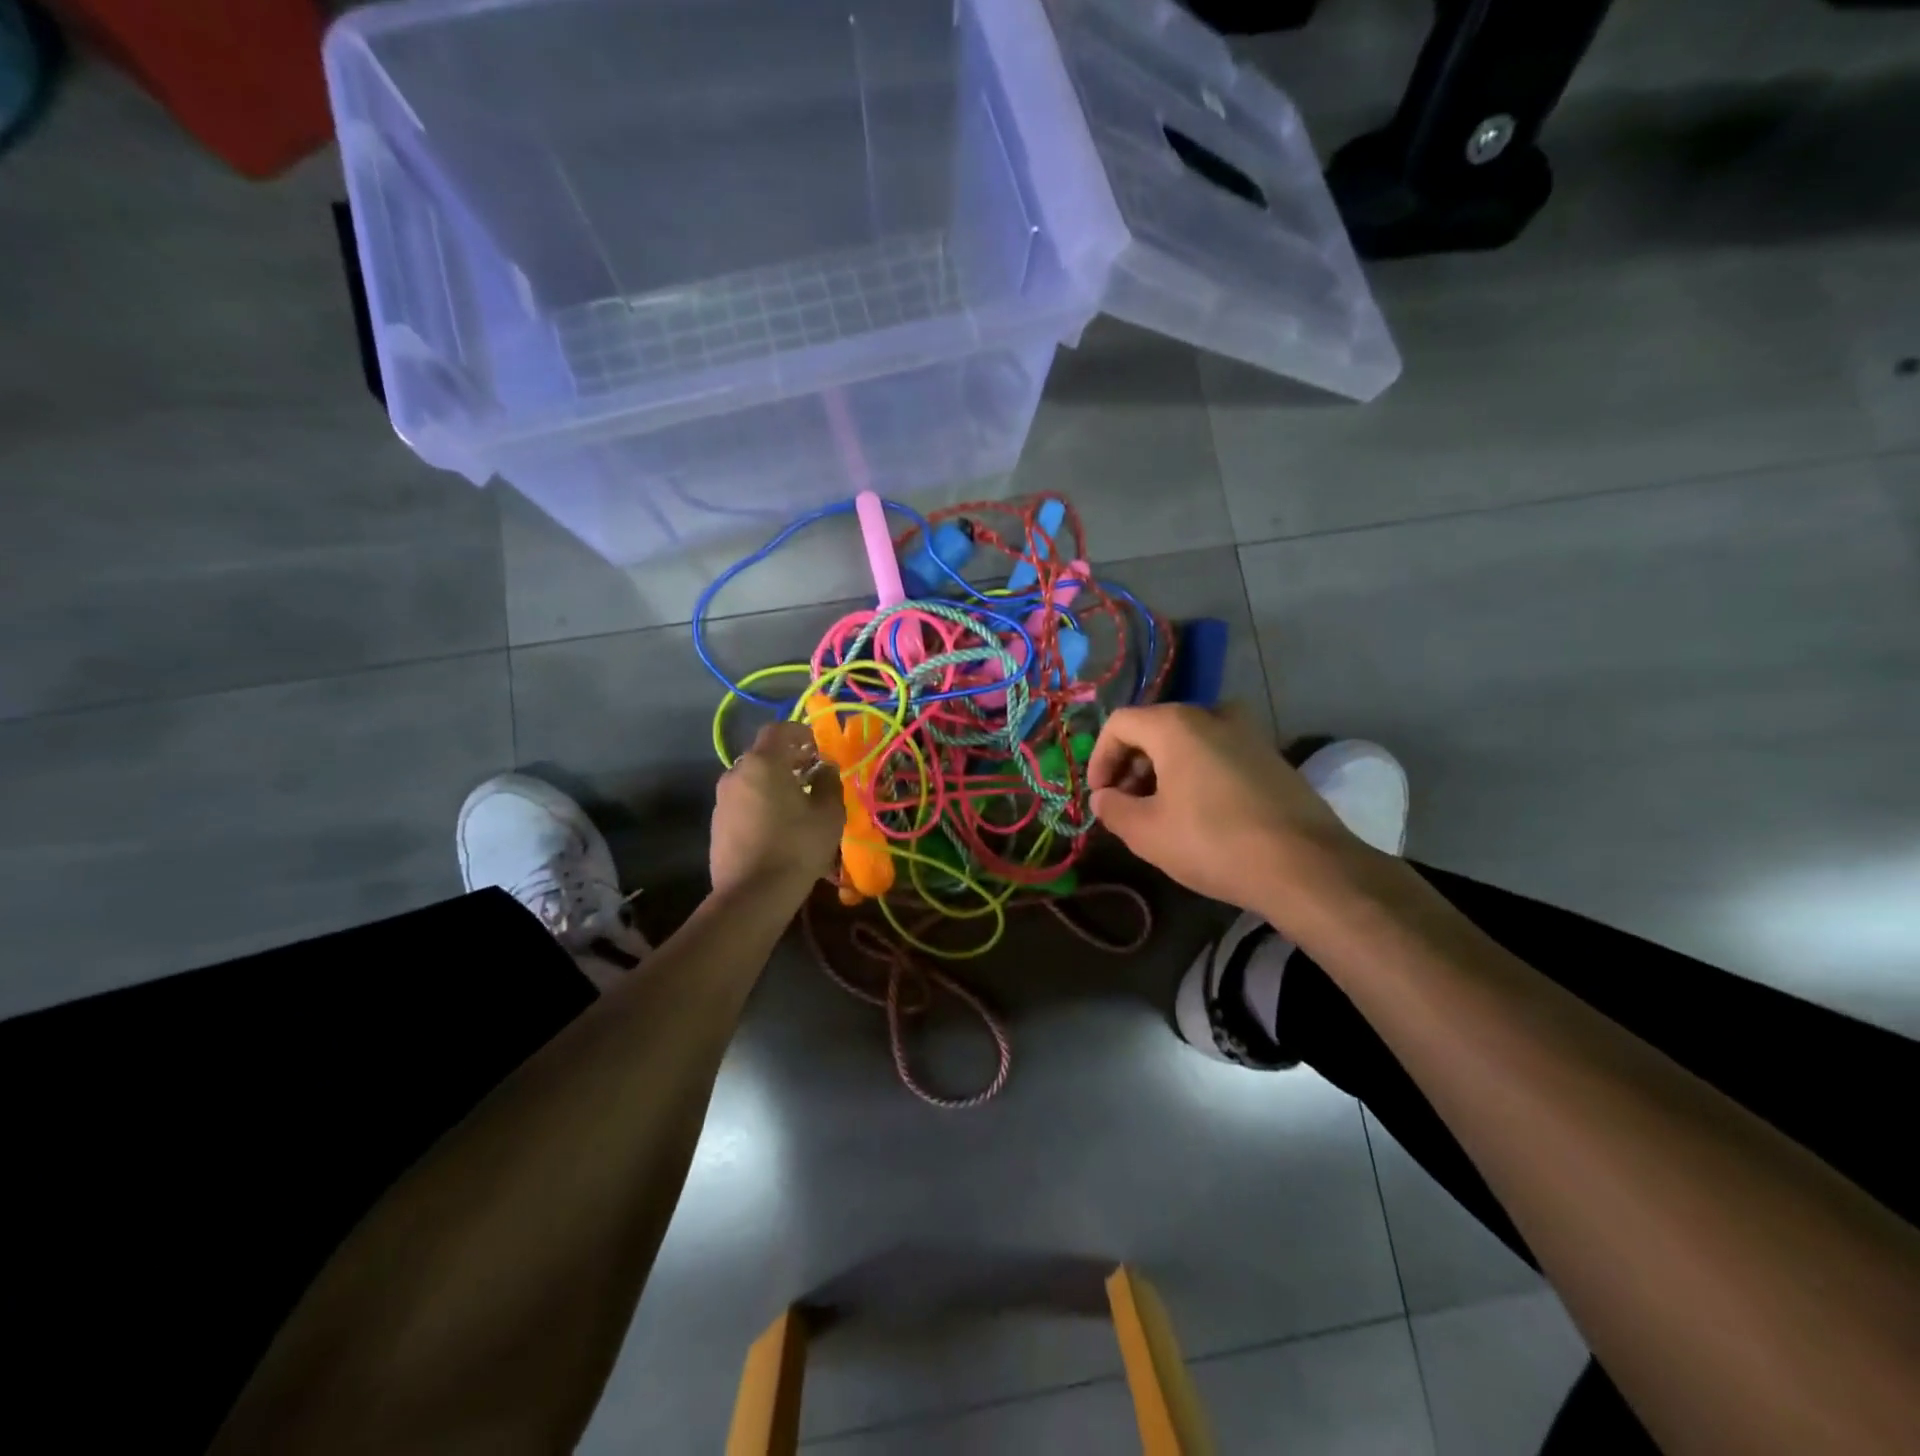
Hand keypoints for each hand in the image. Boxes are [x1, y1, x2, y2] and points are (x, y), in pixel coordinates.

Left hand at [710, 723, 845, 905]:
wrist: (752, 895)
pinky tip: (778, 825)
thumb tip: (824, 769)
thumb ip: (828, 783)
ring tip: (797, 802)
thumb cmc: (796, 847)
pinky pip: (743, 801)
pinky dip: (760, 801)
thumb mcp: (828, 813)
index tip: (817, 748)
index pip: (778, 730)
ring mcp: (722, 800)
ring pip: (752, 779)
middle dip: (788, 759)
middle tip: (811, 775)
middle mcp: (736, 773)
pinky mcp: (717, 824)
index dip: (800, 732)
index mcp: (763, 763)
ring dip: (773, 782)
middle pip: (763, 754)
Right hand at [1088, 703, 1368, 918]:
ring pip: (1190, 741)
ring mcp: (1249, 734)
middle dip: (1132, 766)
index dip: (1099, 758)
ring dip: (1164, 770)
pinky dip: (1197, 774)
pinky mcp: (1273, 758)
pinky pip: (1219, 754)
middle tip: (1126, 805)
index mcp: (1176, 724)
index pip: (1119, 724)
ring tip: (1161, 812)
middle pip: (1155, 729)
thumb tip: (1103, 798)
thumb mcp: (1147, 833)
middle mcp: (1213, 715)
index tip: (1099, 795)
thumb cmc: (1213, 842)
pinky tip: (1200, 815)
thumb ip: (1113, 809)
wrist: (1306, 866)